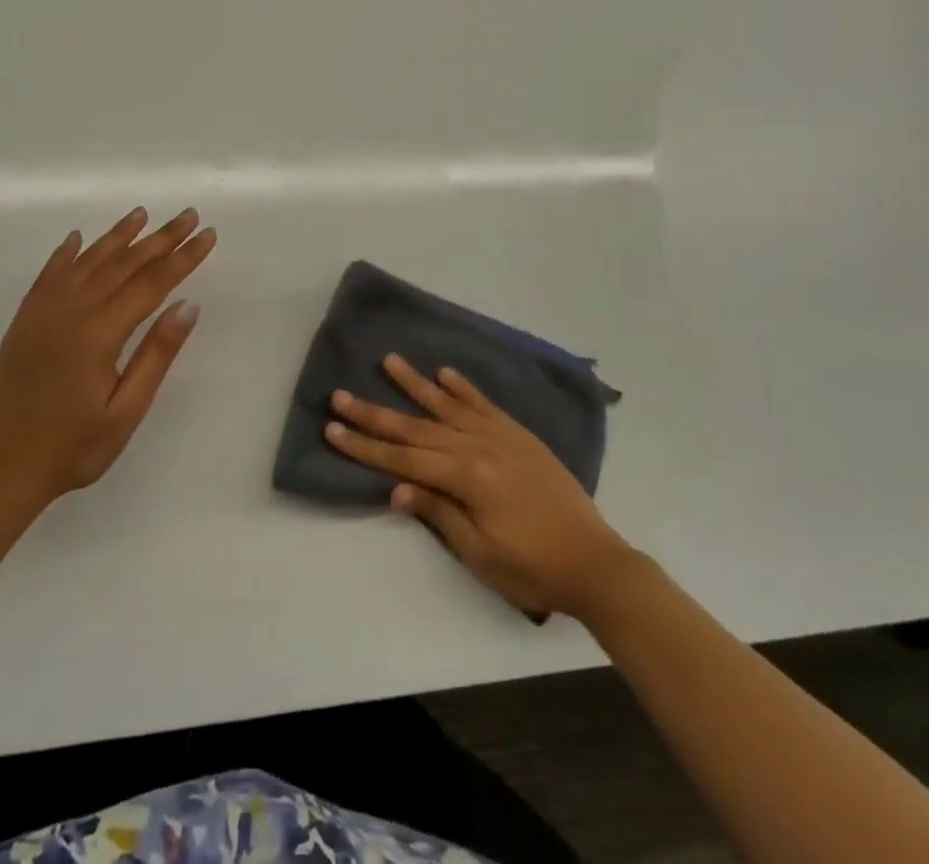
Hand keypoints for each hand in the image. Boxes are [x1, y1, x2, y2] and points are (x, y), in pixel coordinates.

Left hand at [0, 207, 216, 514]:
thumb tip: (187, 305)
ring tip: (141, 214)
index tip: (206, 235)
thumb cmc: (74, 447)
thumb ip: (157, 354)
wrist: (2, 468)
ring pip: (87, 262)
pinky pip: (48, 275)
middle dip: (159, 238)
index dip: (182, 257)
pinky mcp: (24, 321)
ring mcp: (43, 313)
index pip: (152, 283)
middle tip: (187, 215)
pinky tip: (77, 240)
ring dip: (116, 236)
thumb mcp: (126, 410)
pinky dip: (66, 253)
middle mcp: (72, 311)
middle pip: (123, 264)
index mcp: (100, 332)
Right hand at [325, 355, 630, 616]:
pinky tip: (444, 373)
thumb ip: (438, 512)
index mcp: (467, 477)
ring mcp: (501, 436)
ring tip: (389, 360)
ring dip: (415, 384)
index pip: (403, 458)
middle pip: (416, 427)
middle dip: (375, 413)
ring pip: (448, 405)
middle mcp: (479, 447)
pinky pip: (484, 405)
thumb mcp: (480, 553)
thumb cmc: (533, 567)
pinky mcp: (519, 435)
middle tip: (340, 394)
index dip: (365, 446)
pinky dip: (463, 388)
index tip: (333, 428)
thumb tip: (396, 488)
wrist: (595, 562)